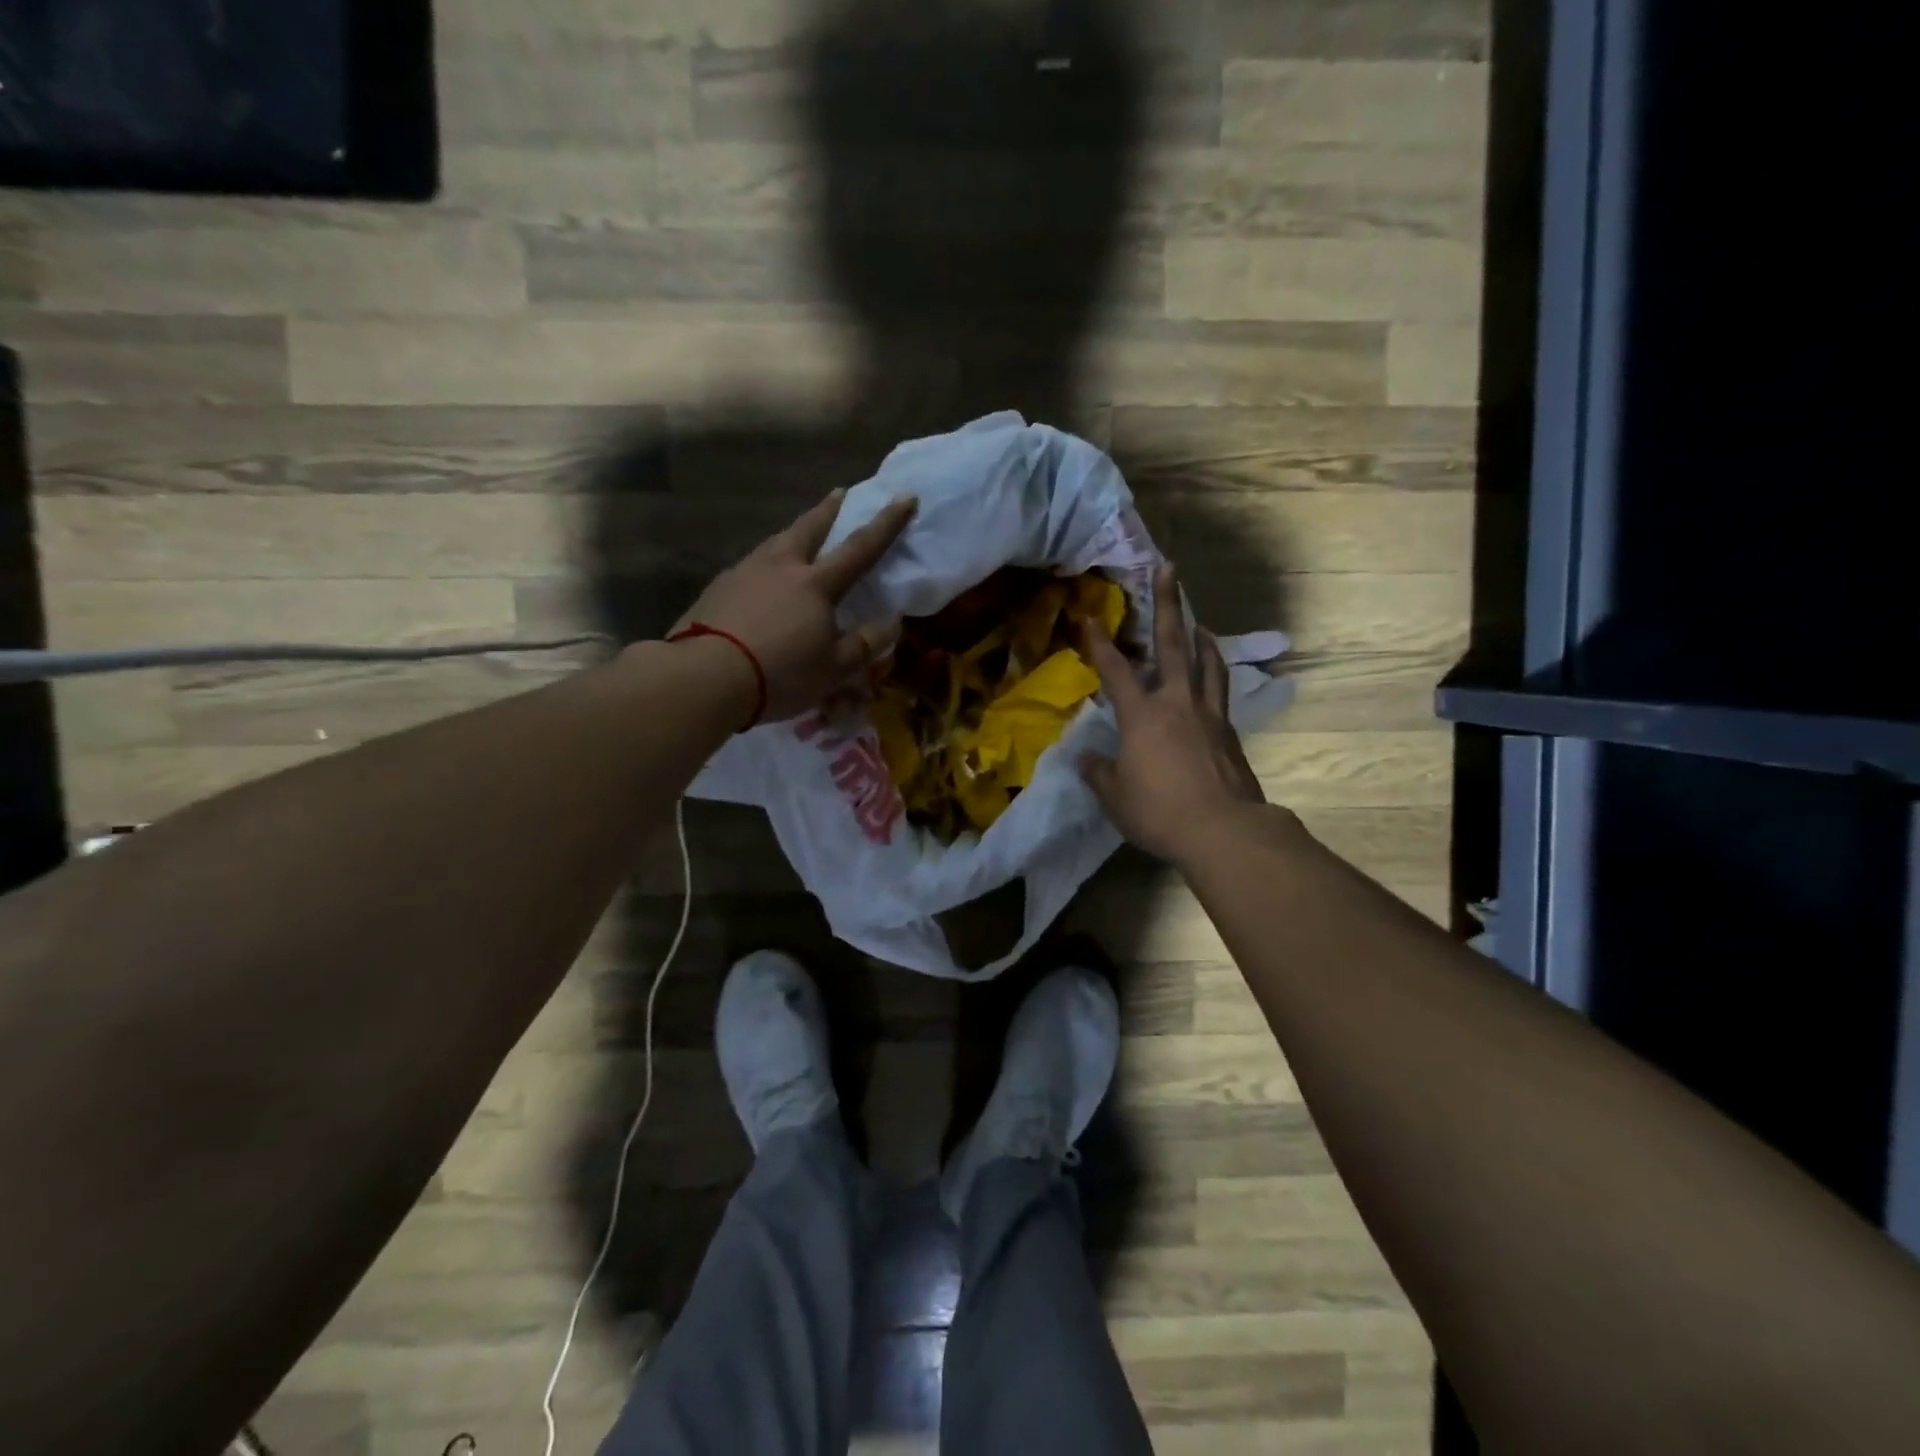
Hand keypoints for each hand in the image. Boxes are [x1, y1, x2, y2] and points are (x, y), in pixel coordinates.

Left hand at [676, 489, 917, 722]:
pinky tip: (758, 578)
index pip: (860, 548)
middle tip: (840, 492)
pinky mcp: (717, 588)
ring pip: (775, 542)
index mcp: (816, 584)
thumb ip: (865, 643)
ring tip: (798, 533)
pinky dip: (763, 563)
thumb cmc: (780, 674)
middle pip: (809, 527)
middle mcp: (781, 567)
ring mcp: (744, 573)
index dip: (886, 523)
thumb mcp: (834, 669)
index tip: (904, 496)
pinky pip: (749, 566)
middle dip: (829, 509)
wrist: (705, 676)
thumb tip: (894, 622)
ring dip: (792, 532)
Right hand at [1079, 563, 1267, 863]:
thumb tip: (1085, 759)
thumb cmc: (1159, 812)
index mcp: (1142, 716)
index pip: (1115, 670)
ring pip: (1207, 662)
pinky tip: (1211, 678)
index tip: (1090, 617)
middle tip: (1168, 569)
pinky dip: (1214, 674)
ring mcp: (1209, 715)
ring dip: (1201, 637)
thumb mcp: (1115, 797)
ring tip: (1198, 622)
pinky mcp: (1230, 732)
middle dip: (1167, 604)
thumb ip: (1099, 773)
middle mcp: (1177, 703)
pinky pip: (1220, 691)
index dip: (1100, 643)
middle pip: (1173, 644)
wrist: (1223, 831)